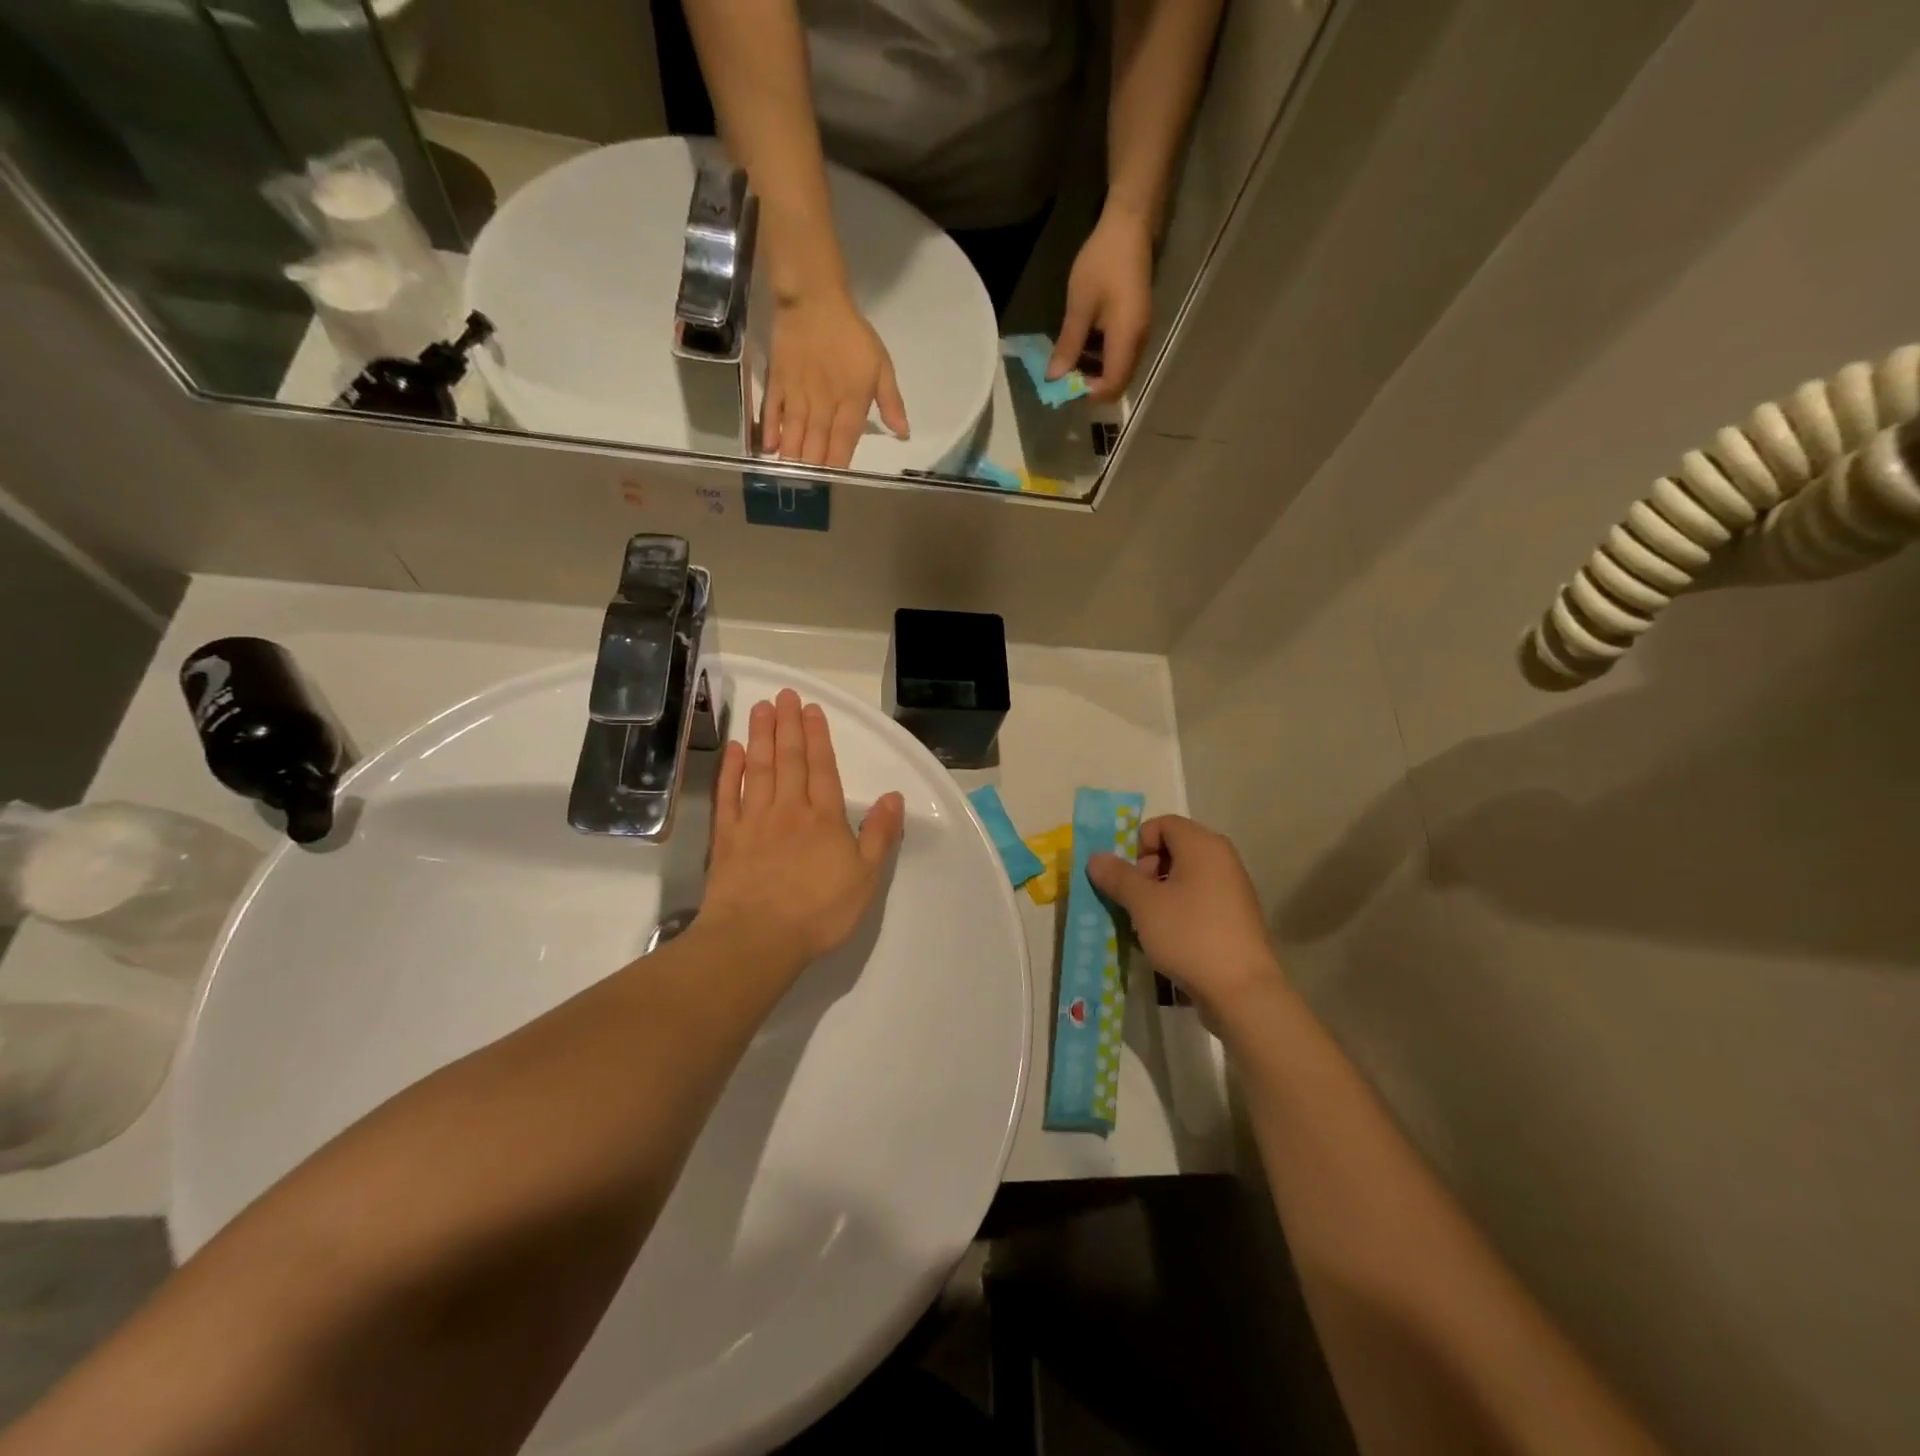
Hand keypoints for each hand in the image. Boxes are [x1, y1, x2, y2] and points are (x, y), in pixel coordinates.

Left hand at [701, 689, 905, 969]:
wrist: (757, 939)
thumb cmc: (819, 911)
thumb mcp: (866, 878)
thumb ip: (880, 835)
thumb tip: (894, 796)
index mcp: (824, 818)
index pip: (822, 767)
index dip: (818, 736)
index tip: (811, 708)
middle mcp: (788, 809)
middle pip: (789, 759)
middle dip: (788, 725)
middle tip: (784, 695)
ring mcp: (754, 821)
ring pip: (758, 769)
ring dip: (760, 737)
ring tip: (761, 709)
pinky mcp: (727, 838)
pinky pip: (728, 795)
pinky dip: (730, 770)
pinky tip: (732, 751)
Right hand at [762, 291, 909, 467]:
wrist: (814, 299)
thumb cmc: (852, 334)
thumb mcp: (881, 366)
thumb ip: (891, 402)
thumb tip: (903, 433)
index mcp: (851, 402)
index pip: (844, 441)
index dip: (839, 464)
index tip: (835, 484)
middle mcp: (823, 403)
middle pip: (817, 443)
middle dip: (813, 468)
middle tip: (808, 491)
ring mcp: (798, 393)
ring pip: (795, 432)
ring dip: (792, 457)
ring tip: (789, 479)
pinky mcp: (778, 381)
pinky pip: (773, 411)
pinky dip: (771, 430)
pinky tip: (769, 449)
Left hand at [1049, 203, 1154, 401]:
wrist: (1130, 226)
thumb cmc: (1103, 262)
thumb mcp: (1080, 306)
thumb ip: (1069, 345)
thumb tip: (1054, 378)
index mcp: (1127, 339)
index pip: (1112, 387)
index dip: (1088, 393)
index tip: (1065, 385)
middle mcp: (1139, 343)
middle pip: (1117, 383)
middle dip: (1090, 386)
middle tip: (1063, 375)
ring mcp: (1140, 335)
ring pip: (1118, 371)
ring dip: (1093, 372)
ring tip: (1068, 360)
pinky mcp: (1136, 327)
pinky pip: (1119, 356)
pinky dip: (1100, 359)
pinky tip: (1082, 345)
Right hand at [1087, 816, 1283, 1024]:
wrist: (1243, 991)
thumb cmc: (1190, 935)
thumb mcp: (1144, 904)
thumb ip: (1118, 876)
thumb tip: (1096, 857)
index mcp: (1203, 845)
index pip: (1162, 824)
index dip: (1138, 844)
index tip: (1127, 877)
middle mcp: (1222, 859)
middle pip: (1173, 849)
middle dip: (1145, 871)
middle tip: (1134, 901)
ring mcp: (1232, 889)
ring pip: (1184, 877)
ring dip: (1158, 894)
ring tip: (1146, 923)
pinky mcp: (1235, 917)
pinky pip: (1198, 900)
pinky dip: (1178, 910)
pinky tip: (1168, 939)